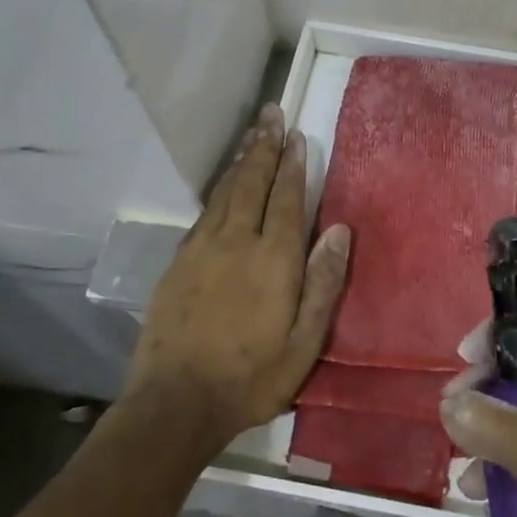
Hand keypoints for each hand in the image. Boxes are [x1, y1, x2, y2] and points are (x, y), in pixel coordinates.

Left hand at [124, 104, 350, 449]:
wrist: (176, 403)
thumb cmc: (252, 377)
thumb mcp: (305, 342)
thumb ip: (324, 282)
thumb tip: (340, 230)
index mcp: (273, 259)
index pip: (286, 199)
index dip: (292, 165)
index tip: (296, 135)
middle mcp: (236, 242)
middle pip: (251, 183)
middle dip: (263, 147)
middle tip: (271, 114)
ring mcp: (201, 250)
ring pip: (224, 193)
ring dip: (240, 161)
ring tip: (252, 135)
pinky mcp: (178, 263)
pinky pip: (203, 213)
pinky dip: (218, 190)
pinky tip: (223, 186)